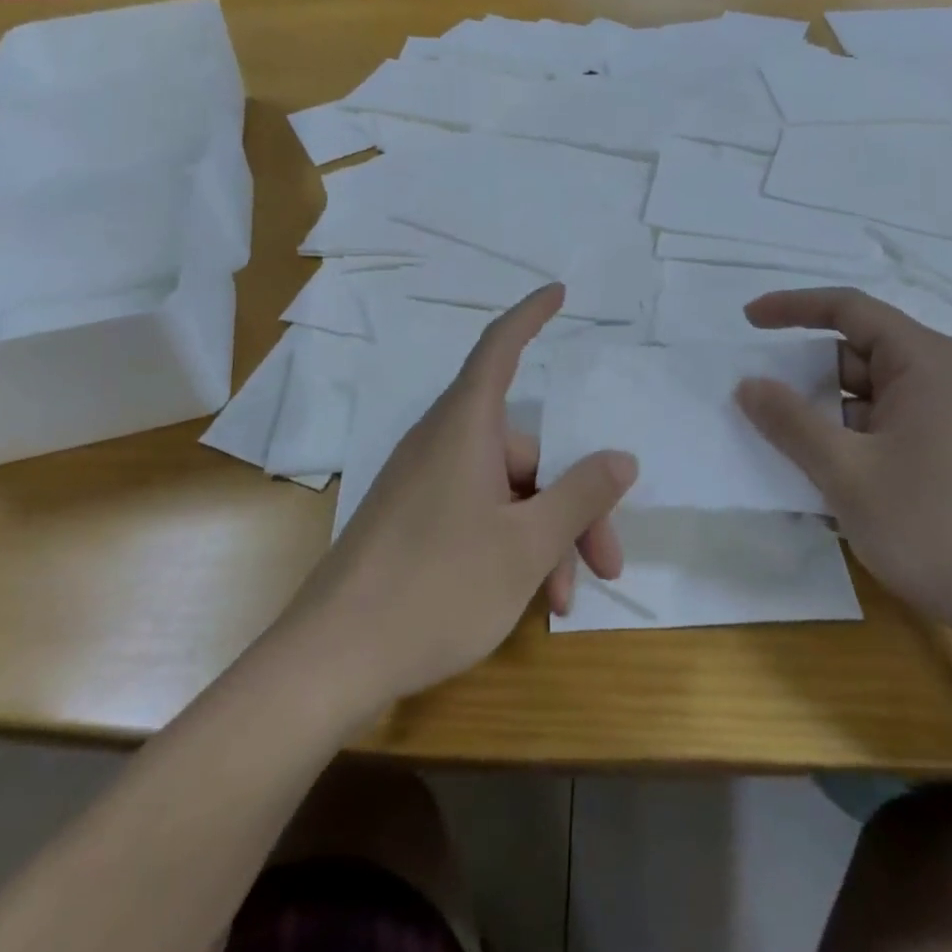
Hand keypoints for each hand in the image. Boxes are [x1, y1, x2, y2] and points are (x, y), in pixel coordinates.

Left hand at [287, 285, 637, 703]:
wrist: (330, 659)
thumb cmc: (437, 588)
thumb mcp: (526, 546)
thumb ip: (579, 496)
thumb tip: (621, 458)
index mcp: (465, 427)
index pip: (500, 347)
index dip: (530, 314)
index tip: (559, 292)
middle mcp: (443, 443)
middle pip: (525, 450)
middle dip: (573, 502)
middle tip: (607, 564)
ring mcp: (424, 483)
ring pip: (506, 490)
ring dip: (544, 536)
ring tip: (564, 600)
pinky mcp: (412, 520)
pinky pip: (477, 512)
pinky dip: (510, 544)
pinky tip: (528, 597)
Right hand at [735, 288, 951, 660]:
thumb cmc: (935, 528)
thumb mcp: (846, 473)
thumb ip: (789, 422)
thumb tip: (747, 383)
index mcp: (924, 361)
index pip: (848, 309)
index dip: (792, 307)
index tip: (747, 320)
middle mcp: (945, 377)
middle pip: (859, 352)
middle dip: (806, 372)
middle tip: (759, 399)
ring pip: (873, 395)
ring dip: (827, 413)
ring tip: (786, 446)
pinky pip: (891, 426)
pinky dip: (853, 438)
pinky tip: (830, 479)